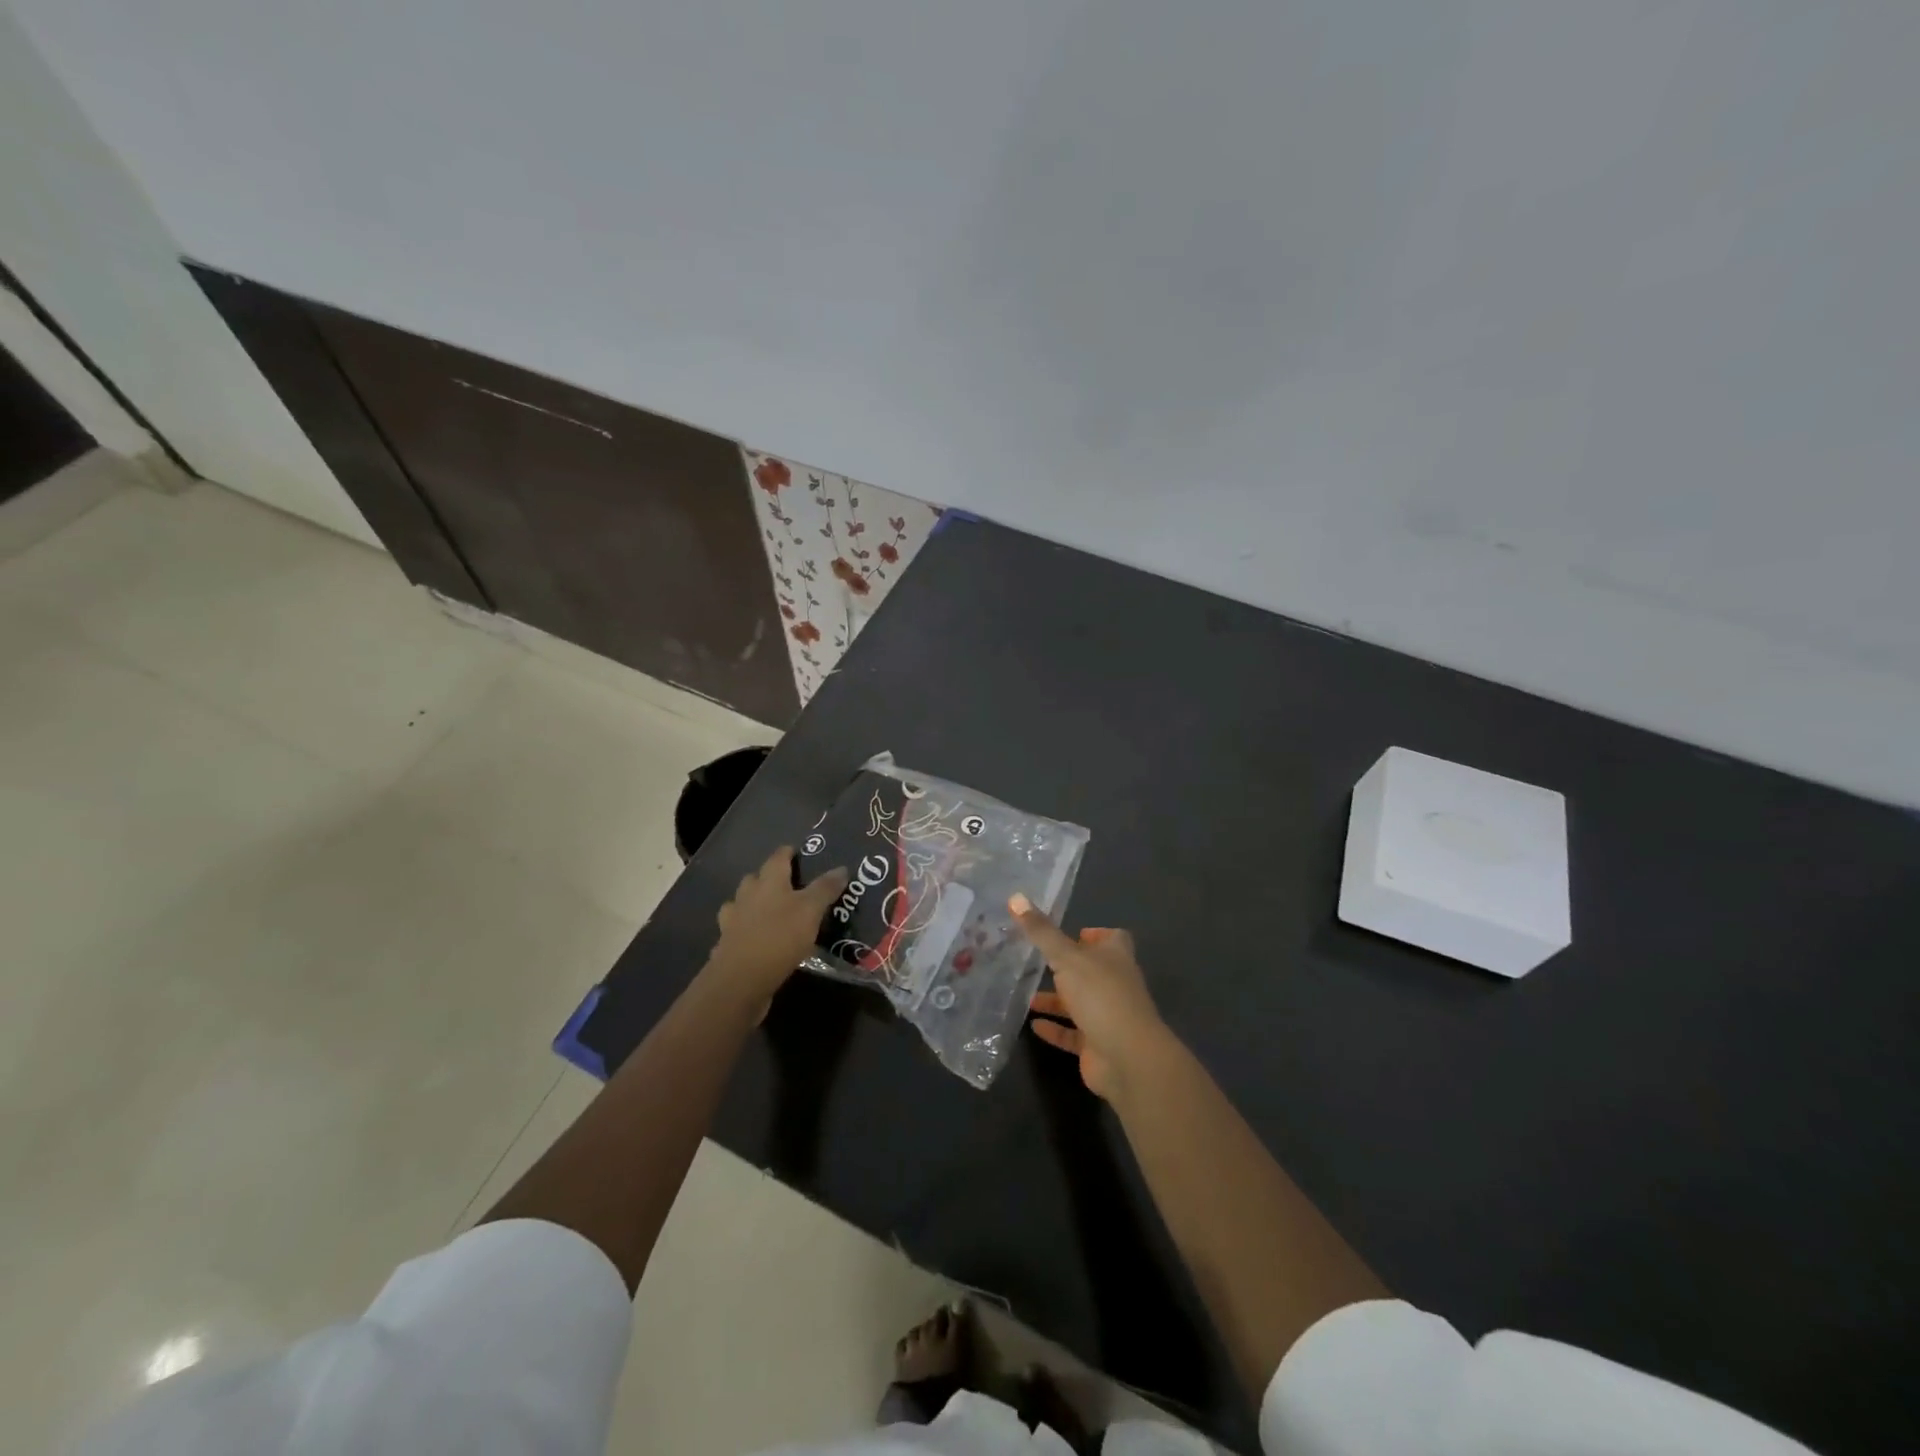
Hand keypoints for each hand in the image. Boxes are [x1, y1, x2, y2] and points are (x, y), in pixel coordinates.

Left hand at [709, 847, 847, 1001]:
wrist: (741, 980)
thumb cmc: (780, 937)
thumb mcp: (811, 910)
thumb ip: (825, 889)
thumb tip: (842, 868)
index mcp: (769, 883)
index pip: (777, 859)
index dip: (787, 853)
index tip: (795, 851)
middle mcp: (747, 897)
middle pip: (754, 879)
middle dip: (767, 878)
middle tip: (786, 884)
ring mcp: (733, 922)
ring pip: (740, 905)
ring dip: (751, 904)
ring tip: (768, 912)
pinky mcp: (727, 947)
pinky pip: (735, 932)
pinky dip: (743, 932)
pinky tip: (753, 940)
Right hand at [1011, 894, 1172, 1101]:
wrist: (1127, 1058)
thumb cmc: (1101, 995)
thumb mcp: (1067, 957)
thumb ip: (1041, 932)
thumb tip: (1015, 897)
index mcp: (1116, 958)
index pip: (1113, 939)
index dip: (1097, 934)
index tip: (1074, 933)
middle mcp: (1115, 984)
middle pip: (1093, 971)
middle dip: (1068, 967)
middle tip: (1037, 960)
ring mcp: (1108, 1016)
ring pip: (1080, 1003)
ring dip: (1056, 1000)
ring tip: (1026, 995)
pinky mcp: (1097, 1046)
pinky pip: (1072, 1034)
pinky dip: (1054, 1029)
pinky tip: (1032, 1025)